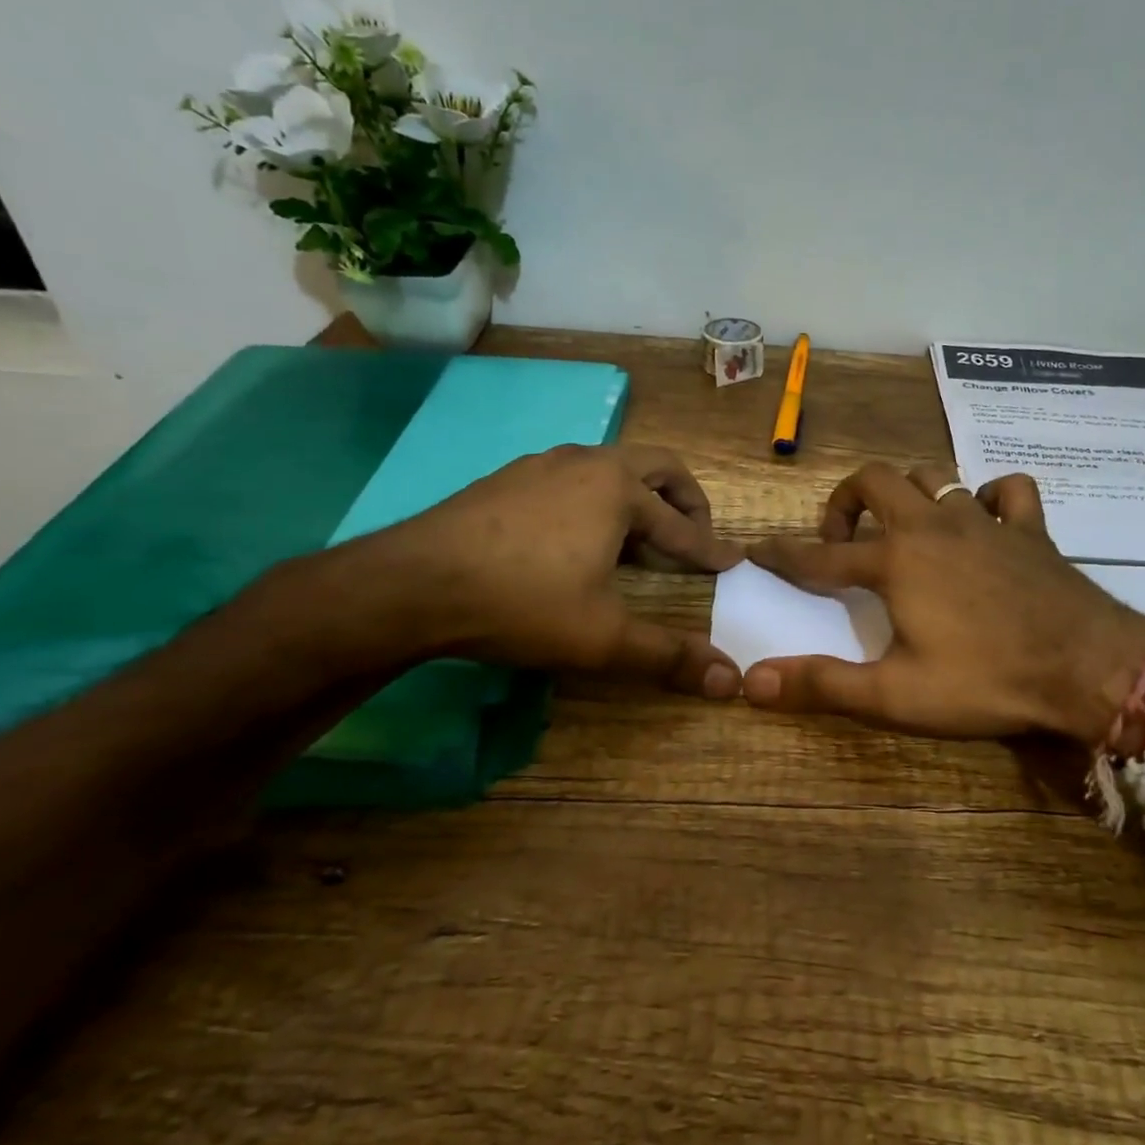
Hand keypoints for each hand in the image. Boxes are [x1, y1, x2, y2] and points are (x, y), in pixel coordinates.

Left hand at [345, 443, 744, 695]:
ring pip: (610, 468)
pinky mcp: (507, 477)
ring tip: (636, 543)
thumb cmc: (521, 603)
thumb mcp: (602, 637)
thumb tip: (730, 682)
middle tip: (694, 536)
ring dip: (637, 499)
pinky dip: (596, 501)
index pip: (682, 526)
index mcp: (619, 489)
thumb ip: (668, 657)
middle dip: (685, 501)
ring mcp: (543, 464)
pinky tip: (575, 540)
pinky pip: (572, 478)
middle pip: (658, 468)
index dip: (710, 550)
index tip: (733, 562)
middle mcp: (587, 462)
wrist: (411, 584)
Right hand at [741, 464, 1144, 740]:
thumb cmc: (986, 681)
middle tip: (842, 541)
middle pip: (875, 480)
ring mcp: (985, 521)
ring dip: (908, 493)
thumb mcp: (895, 695)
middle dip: (845, 501)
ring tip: (902, 528)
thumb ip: (823, 686)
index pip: (820, 557)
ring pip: (935, 476)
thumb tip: (752, 682)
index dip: (784, 556)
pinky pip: (1008, 490)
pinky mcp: (1030, 528)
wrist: (1089, 668)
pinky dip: (991, 496)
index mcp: (895, 562)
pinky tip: (986, 520)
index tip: (760, 551)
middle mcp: (933, 526)